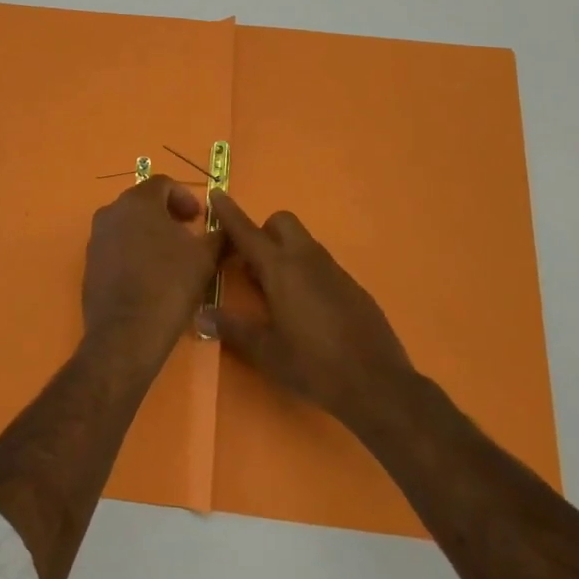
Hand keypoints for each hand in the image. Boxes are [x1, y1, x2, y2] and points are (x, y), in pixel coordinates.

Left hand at [83, 176, 221, 369]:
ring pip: (128, 224)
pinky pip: (116, 246)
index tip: (199, 219)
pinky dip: (134, 251)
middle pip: (143, 202)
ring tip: (171, 257)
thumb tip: (228, 229)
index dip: (185, 197)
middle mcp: (111, 211)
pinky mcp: (90, 263)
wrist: (126, 334)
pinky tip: (150, 275)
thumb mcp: (205, 258)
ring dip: (150, 233)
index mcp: (138, 201)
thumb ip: (219, 236)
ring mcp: (96, 237)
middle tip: (188, 234)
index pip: (163, 183)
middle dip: (168, 214)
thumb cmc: (169, 285)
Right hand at [203, 192, 414, 431]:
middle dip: (263, 232)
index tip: (216, 194)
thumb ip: (233, 328)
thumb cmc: (313, 365)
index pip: (248, 232)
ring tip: (275, 294)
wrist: (378, 384)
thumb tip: (201, 315)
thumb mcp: (266, 351)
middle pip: (282, 223)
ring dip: (284, 253)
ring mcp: (334, 271)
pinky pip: (321, 265)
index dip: (229, 213)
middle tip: (252, 266)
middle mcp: (307, 259)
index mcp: (281, 269)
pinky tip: (306, 310)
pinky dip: (306, 273)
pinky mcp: (353, 286)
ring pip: (303, 243)